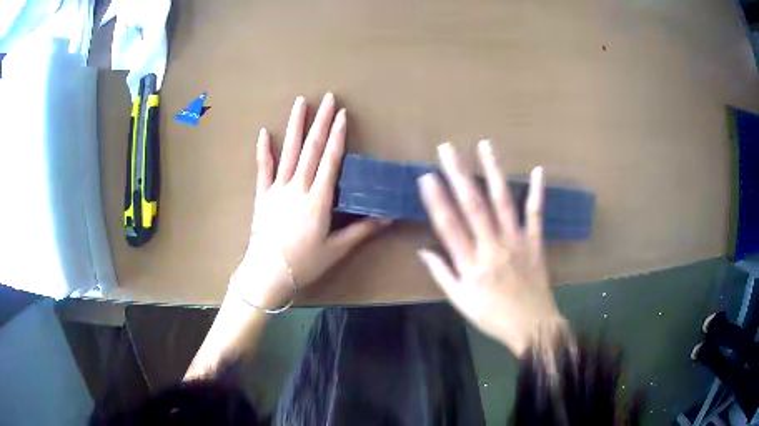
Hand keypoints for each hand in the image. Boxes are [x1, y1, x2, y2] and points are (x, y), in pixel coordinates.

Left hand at [233, 94, 388, 307]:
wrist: (267, 274)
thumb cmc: (304, 264)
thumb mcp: (336, 249)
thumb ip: (362, 230)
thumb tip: (389, 216)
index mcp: (318, 200)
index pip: (329, 160)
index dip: (337, 136)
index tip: (342, 115)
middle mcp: (298, 188)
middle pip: (311, 149)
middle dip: (320, 121)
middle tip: (327, 98)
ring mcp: (277, 189)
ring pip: (288, 152)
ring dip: (296, 125)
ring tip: (301, 103)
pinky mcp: (262, 196)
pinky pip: (262, 169)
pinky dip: (264, 150)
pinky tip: (265, 132)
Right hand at [417, 141, 564, 356]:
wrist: (532, 326)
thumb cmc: (492, 316)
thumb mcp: (461, 302)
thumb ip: (443, 274)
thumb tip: (423, 251)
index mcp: (471, 263)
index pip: (449, 225)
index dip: (436, 200)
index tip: (427, 176)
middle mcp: (493, 246)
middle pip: (473, 205)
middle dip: (458, 174)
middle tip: (448, 148)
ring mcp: (516, 241)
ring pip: (503, 201)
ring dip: (493, 171)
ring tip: (485, 146)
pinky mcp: (535, 242)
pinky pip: (536, 213)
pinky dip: (538, 191)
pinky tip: (538, 170)